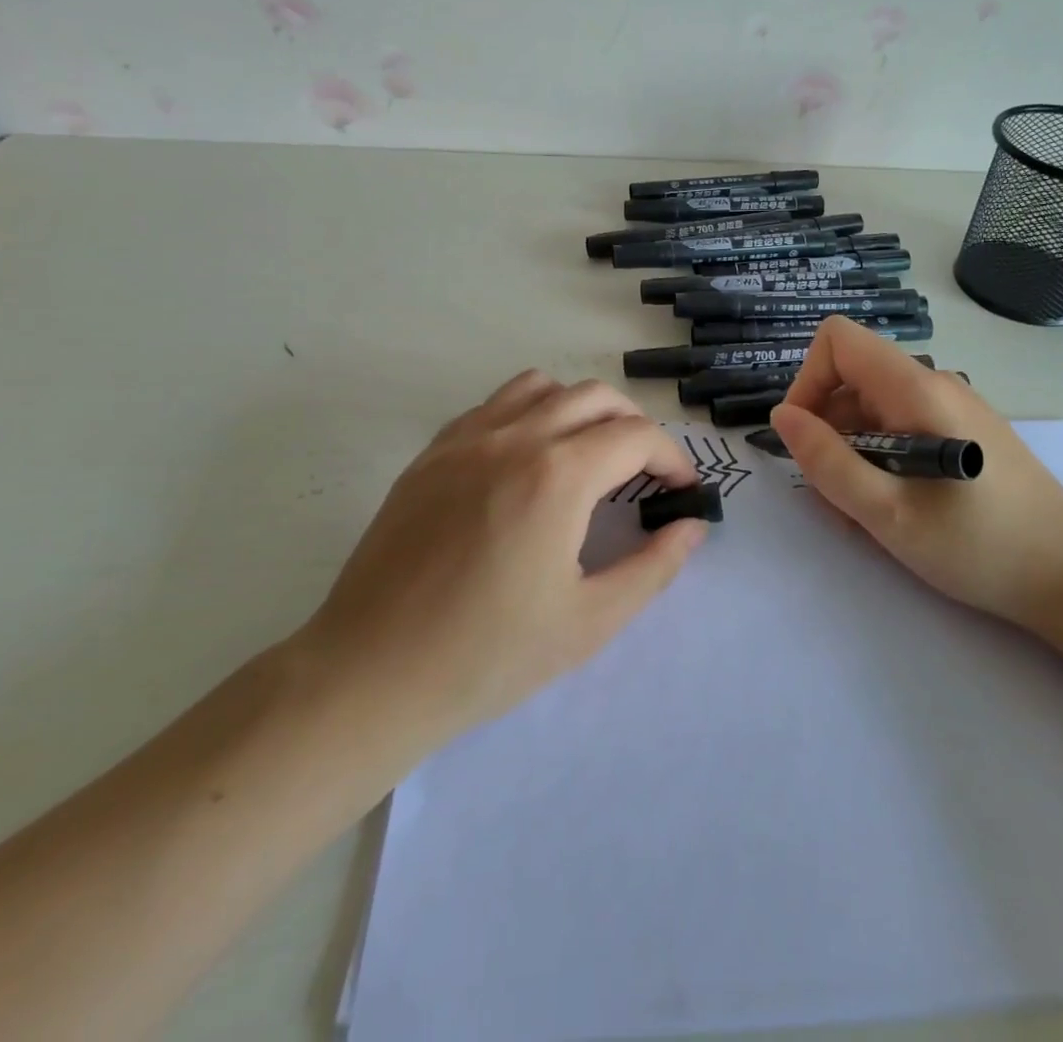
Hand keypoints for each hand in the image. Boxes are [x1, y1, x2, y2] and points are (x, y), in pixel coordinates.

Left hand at [297, 372, 707, 757]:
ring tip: (589, 457)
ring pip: (542, 387)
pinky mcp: (431, 453)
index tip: (683, 492)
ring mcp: (465, 439)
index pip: (636, 436)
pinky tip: (527, 463)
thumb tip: (692, 527)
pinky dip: (530, 414)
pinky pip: (494, 406)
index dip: (672, 458)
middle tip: (645, 474)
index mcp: (557, 476)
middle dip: (635, 426)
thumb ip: (653, 567)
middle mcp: (513, 437)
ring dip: (581, 409)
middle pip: (595, 397)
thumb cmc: (487, 657)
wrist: (370, 675)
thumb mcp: (589, 622)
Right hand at [769, 318, 1062, 623]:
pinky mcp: (965, 433)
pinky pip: (903, 427)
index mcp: (915, 389)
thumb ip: (827, 462)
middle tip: (836, 496)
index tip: (806, 438)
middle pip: (852, 378)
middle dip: (828, 430)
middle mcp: (934, 384)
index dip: (808, 380)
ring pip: (874, 408)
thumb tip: (783, 416)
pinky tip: (897, 508)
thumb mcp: (887, 513)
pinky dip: (882, 460)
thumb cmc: (979, 546)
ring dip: (853, 453)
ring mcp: (953, 408)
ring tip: (867, 513)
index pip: (838, 340)